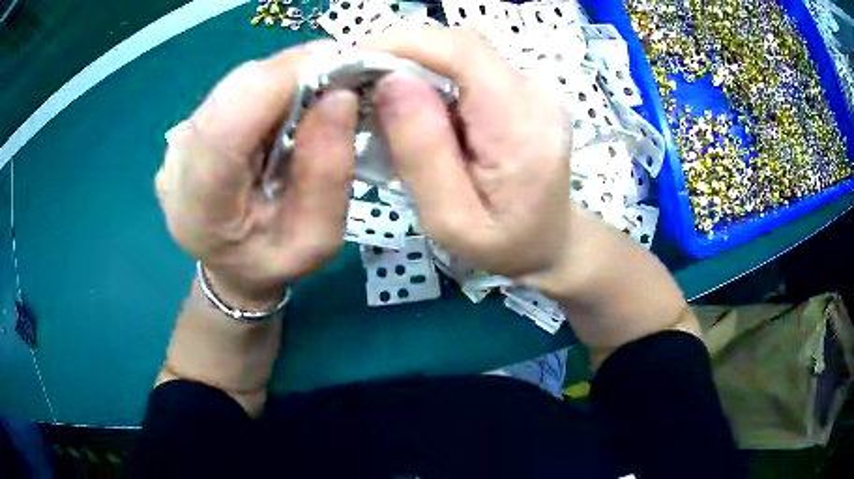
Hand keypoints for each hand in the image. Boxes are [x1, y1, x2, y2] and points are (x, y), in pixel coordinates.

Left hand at [155, 46, 358, 308]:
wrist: (233, 267)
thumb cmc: (273, 263)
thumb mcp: (316, 238)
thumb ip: (327, 174)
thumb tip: (340, 97)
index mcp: (198, 208)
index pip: (226, 127)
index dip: (280, 83)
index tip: (340, 65)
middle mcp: (176, 166)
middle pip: (232, 93)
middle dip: (293, 71)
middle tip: (344, 72)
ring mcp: (178, 142)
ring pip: (236, 83)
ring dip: (286, 75)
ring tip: (324, 86)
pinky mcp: (191, 128)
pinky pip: (236, 89)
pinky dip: (273, 84)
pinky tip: (295, 98)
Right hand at [366, 26, 572, 281]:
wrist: (550, 240)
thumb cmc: (504, 243)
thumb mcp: (451, 219)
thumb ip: (422, 152)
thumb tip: (390, 83)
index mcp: (522, 124)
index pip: (462, 52)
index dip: (403, 43)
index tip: (352, 58)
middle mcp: (534, 91)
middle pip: (458, 45)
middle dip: (400, 52)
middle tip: (357, 81)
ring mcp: (531, 86)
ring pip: (459, 53)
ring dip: (413, 64)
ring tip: (378, 96)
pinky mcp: (521, 88)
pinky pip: (467, 67)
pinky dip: (431, 75)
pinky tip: (412, 103)